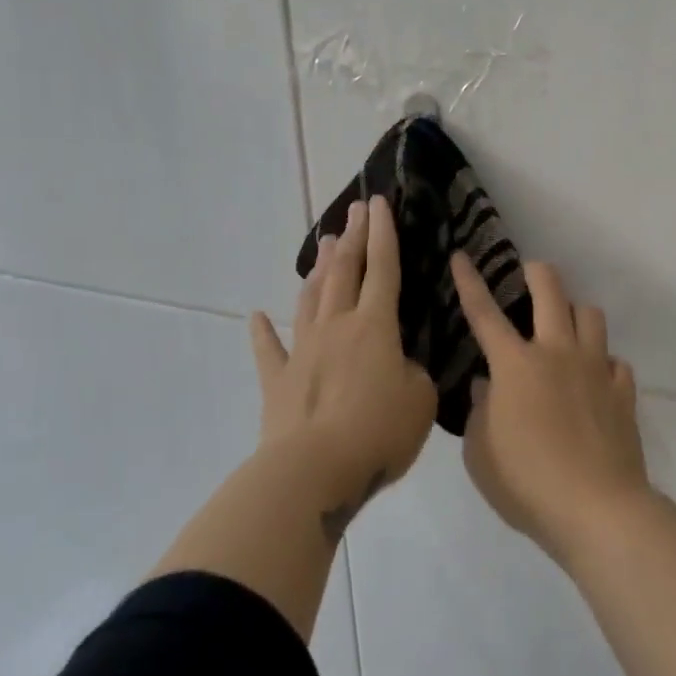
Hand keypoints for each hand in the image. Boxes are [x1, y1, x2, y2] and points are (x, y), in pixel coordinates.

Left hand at [250, 197, 437, 537]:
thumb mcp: (420, 401)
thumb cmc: (377, 432)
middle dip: (352, 238)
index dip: (383, 234)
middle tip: (354, 210)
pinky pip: (269, 351)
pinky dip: (262, 332)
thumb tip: (398, 368)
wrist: (314, 472)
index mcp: (375, 326)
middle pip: (345, 273)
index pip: (383, 269)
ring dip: (319, 270)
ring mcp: (303, 352)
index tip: (378, 203)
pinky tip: (256, 316)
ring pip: (311, 300)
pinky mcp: (279, 382)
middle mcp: (336, 327)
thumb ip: (413, 374)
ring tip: (325, 244)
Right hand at [450, 253, 647, 561]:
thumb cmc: (526, 483)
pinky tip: (597, 379)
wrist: (596, 508)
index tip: (462, 256)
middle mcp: (557, 353)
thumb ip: (480, 412)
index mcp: (515, 365)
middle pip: (551, 291)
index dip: (470, 282)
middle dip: (538, 272)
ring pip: (591, 315)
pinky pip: (616, 361)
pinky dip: (604, 363)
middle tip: (530, 273)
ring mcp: (596, 369)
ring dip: (575, 312)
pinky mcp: (623, 392)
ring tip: (566, 327)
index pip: (484, 313)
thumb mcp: (480, 453)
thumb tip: (488, 387)